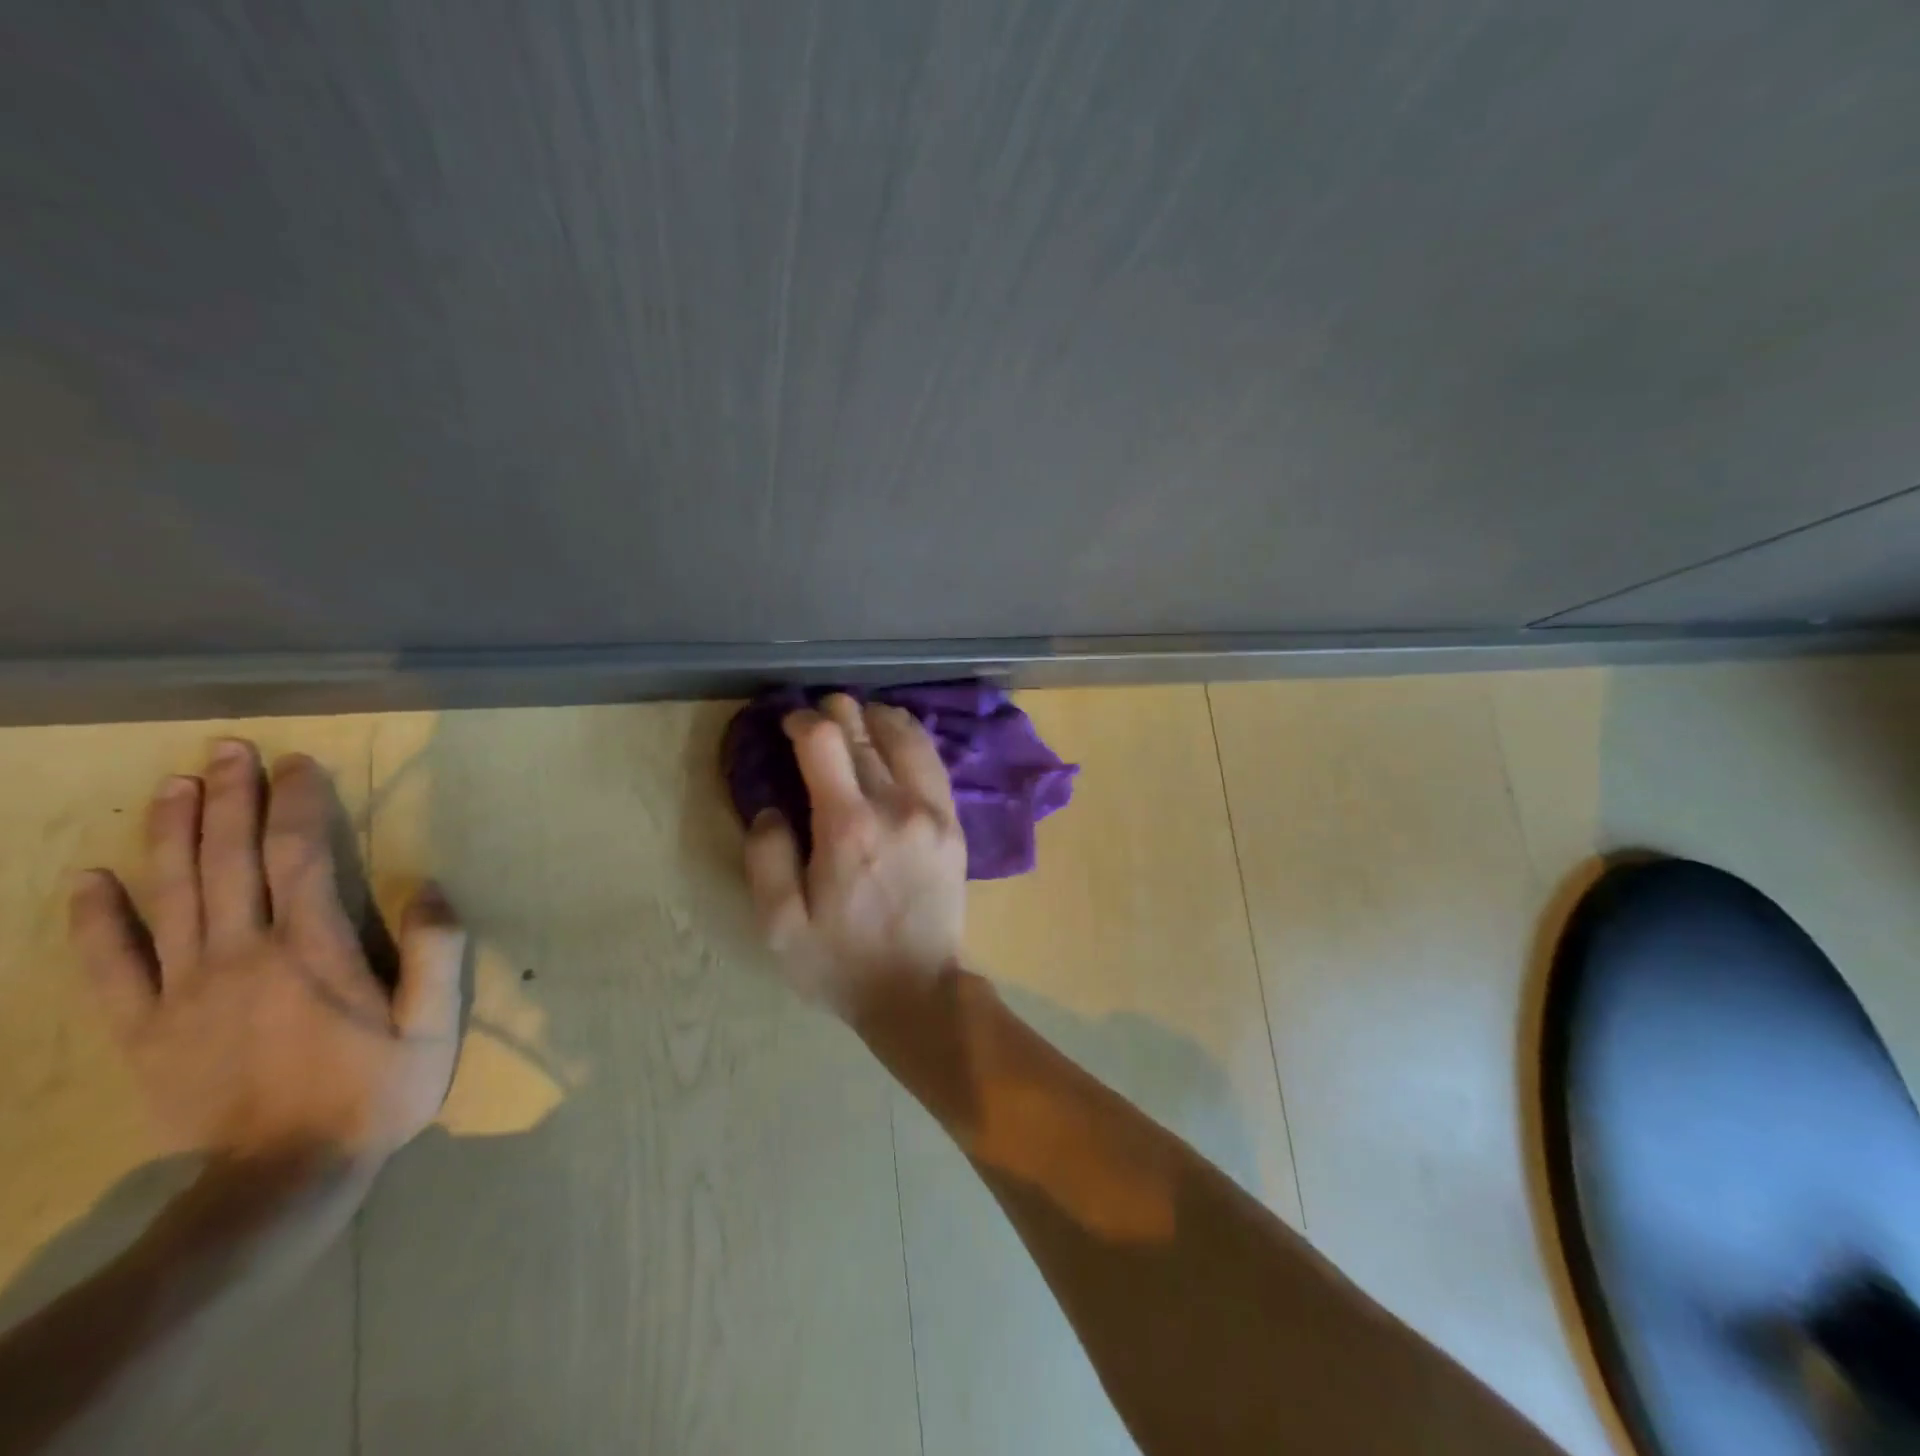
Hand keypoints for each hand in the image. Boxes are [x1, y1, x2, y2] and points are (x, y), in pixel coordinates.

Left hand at [68, 740, 465, 1170]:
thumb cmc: (375, 1091)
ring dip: (170, 834)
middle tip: (228, 749)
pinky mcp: (144, 1029)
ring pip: (170, 896)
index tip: (297, 765)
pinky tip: (87, 880)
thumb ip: (436, 953)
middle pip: (228, 861)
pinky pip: (108, 966)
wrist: (284, 1177)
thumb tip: (429, 887)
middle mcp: (240, 955)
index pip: (299, 856)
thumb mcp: (434, 1025)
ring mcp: (183, 991)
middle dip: (229, 799)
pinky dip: (92, 920)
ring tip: (174, 785)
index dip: (296, 804)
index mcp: (312, 950)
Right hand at [744, 695, 966, 1021]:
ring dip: (879, 718)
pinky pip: (934, 763)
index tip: (789, 724)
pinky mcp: (954, 824)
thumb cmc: (840, 962)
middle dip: (839, 713)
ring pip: (907, 738)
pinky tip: (898, 738)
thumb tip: (771, 808)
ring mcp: (933, 812)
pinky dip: (912, 740)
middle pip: (865, 733)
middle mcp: (895, 806)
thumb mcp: (780, 926)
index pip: (824, 741)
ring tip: (860, 716)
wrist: (917, 991)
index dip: (803, 721)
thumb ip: (766, 858)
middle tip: (822, 713)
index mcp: (848, 827)